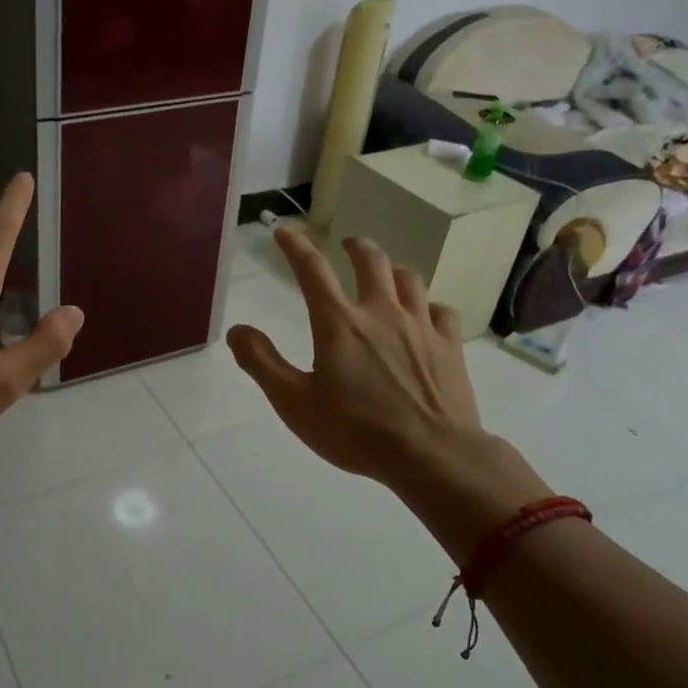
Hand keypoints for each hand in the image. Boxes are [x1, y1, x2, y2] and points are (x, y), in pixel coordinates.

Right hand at [227, 229, 549, 551]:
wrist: (433, 456)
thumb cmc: (356, 431)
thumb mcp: (294, 403)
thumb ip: (262, 362)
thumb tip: (237, 330)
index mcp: (339, 323)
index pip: (312, 270)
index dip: (295, 246)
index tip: (284, 231)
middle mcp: (381, 313)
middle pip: (371, 261)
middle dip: (355, 247)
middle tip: (347, 245)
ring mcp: (421, 327)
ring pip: (410, 280)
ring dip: (393, 270)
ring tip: (386, 275)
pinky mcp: (450, 347)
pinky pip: (442, 312)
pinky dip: (430, 306)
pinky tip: (427, 315)